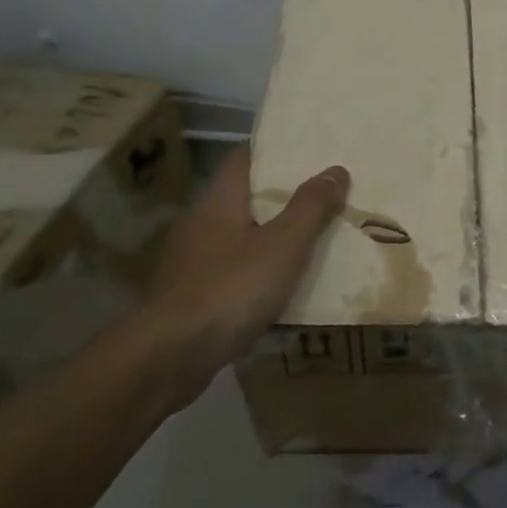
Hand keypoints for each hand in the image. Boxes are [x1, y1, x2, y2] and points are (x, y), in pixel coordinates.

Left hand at [130, 149, 348, 405]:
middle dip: (282, 198)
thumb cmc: (231, 288)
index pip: (244, 158)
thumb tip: (336, 170)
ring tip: (311, 242)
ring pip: (240, 238)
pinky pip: (232, 274)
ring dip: (271, 239)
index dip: (276, 151)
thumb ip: (310, 207)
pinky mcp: (191, 297)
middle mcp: (200, 223)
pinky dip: (257, 275)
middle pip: (245, 198)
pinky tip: (282, 290)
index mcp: (218, 200)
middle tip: (324, 197)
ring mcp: (191, 262)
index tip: (309, 152)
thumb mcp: (283, 245)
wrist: (171, 356)